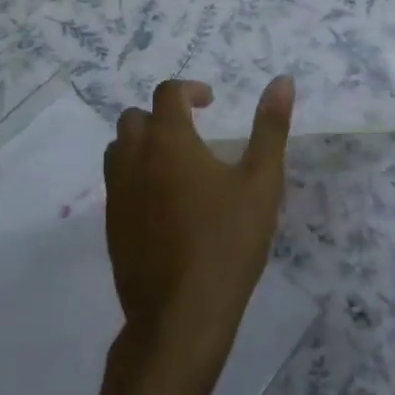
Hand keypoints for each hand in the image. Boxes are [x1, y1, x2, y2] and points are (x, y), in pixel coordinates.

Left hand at [104, 77, 295, 375]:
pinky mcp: (111, 224)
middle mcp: (134, 158)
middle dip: (162, 115)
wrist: (181, 314)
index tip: (210, 103)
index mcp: (168, 140)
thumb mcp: (262, 181)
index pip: (167, 93)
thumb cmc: (227, 242)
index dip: (189, 90)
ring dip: (143, 143)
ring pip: (119, 148)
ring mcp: (117, 193)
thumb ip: (270, 127)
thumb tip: (283, 80)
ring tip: (177, 163)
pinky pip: (117, 182)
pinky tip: (165, 203)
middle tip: (193, 132)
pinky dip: (135, 175)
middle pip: (135, 117)